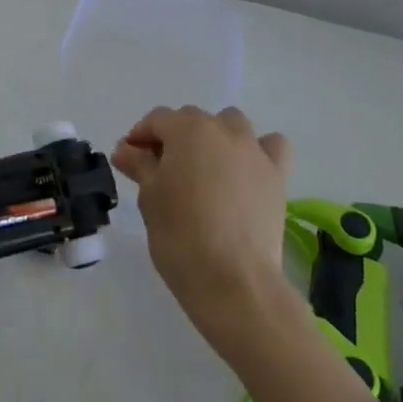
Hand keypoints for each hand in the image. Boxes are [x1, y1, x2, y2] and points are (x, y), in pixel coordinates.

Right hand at [111, 105, 291, 352]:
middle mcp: (223, 129)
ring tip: (204, 170)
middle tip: (160, 171)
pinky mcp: (277, 176)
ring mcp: (254, 150)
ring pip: (231, 125)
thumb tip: (125, 149)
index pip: (157, 120)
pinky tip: (246, 170)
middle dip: (174, 138)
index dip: (139, 137)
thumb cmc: (181, 236)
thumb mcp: (149, 198)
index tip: (129, 160)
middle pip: (192, 120)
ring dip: (214, 138)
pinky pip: (270, 147)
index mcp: (187, 129)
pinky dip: (258, 150)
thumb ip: (139, 165)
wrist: (234, 281)